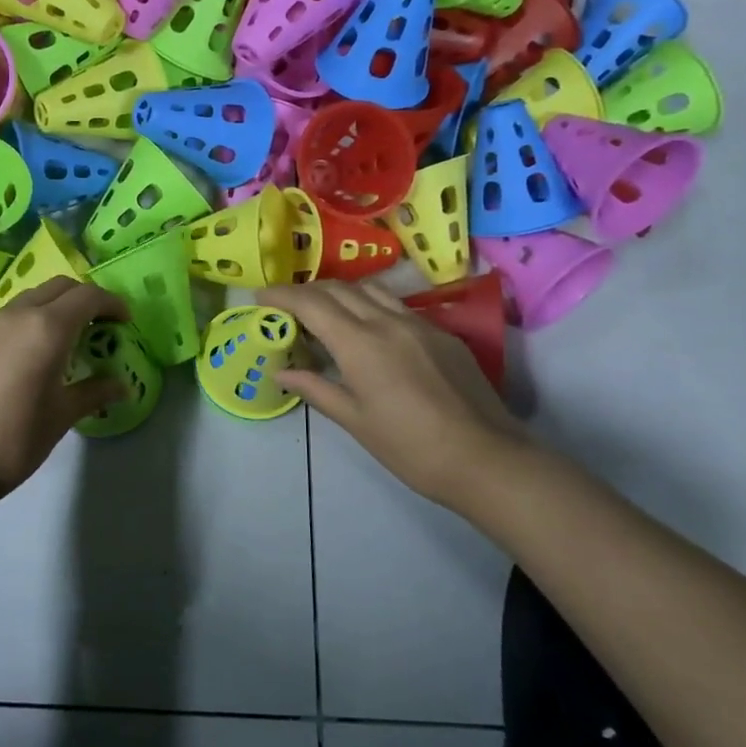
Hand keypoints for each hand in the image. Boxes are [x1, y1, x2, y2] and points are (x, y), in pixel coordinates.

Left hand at [0, 278, 128, 496]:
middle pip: (61, 286)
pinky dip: (34, 318)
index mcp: (48, 328)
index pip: (89, 297)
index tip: (125, 322)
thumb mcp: (63, 415)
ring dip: (58, 306)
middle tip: (101, 326)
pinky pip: (13, 314)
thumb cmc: (16, 437)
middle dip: (85, 299)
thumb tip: (122, 386)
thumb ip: (95, 392)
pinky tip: (36, 351)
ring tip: (70, 338)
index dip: (112, 304)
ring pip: (34, 296)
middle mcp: (20, 314)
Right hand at [256, 279, 528, 510]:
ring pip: (370, 289)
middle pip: (338, 288)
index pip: (311, 304)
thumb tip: (282, 372)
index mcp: (360, 343)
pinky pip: (396, 305)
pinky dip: (369, 304)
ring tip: (322, 308)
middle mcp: (387, 321)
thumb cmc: (410, 447)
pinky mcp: (442, 333)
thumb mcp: (355, 421)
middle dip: (306, 290)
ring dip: (339, 292)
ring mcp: (419, 323)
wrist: (485, 458)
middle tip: (285, 304)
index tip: (259, 298)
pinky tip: (367, 326)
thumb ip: (316, 389)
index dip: (281, 296)